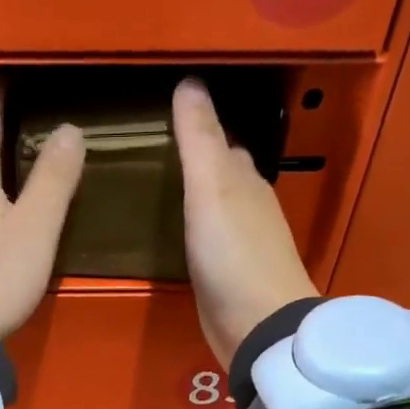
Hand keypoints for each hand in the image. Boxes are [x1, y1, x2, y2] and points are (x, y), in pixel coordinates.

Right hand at [174, 78, 317, 366]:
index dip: (198, 128)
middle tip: (152, 152)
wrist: (257, 326)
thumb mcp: (211, 187)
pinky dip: (190, 231)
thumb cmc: (234, 252)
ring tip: (154, 187)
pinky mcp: (228, 278)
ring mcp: (240, 245)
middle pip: (220, 175)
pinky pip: (205, 242)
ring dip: (192, 197)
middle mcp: (248, 208)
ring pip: (214, 209)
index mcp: (245, 181)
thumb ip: (199, 139)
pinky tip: (171, 236)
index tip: (165, 118)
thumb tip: (190, 82)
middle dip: (194, 162)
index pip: (222, 144)